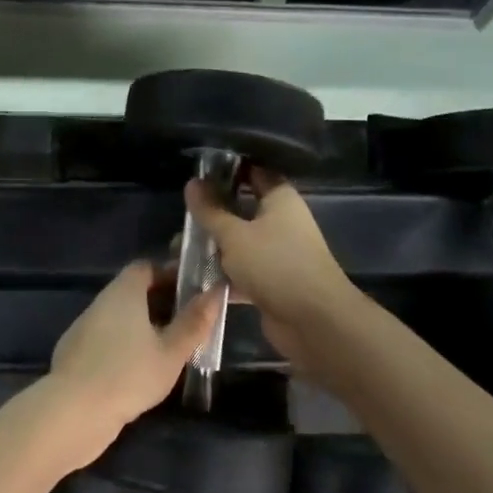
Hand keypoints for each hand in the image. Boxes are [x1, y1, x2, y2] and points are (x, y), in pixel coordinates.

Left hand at [47, 262, 220, 461]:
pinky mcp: (75, 353)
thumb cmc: (129, 375)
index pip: (146, 268)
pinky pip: (107, 338)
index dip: (170, 275)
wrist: (73, 412)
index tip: (193, 292)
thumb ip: (194, 322)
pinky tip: (139, 370)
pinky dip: (125, 344)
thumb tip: (217, 290)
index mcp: (123, 292)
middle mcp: (101, 302)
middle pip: (133, 291)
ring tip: (170, 348)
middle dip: (161, 303)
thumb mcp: (171, 352)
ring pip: (120, 317)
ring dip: (143, 326)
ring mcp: (85, 327)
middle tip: (188, 323)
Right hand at [186, 170, 357, 372]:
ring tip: (179, 248)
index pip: (253, 172)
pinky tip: (195, 278)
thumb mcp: (234, 235)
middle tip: (182, 215)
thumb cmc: (275, 265)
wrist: (313, 321)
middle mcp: (282, 222)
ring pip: (240, 242)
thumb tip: (192, 182)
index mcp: (280, 199)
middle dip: (213, 213)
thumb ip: (210, 210)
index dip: (227, 171)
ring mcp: (278, 253)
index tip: (197, 175)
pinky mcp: (272, 282)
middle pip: (243, 208)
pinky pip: (243, 271)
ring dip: (215, 246)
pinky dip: (223, 274)